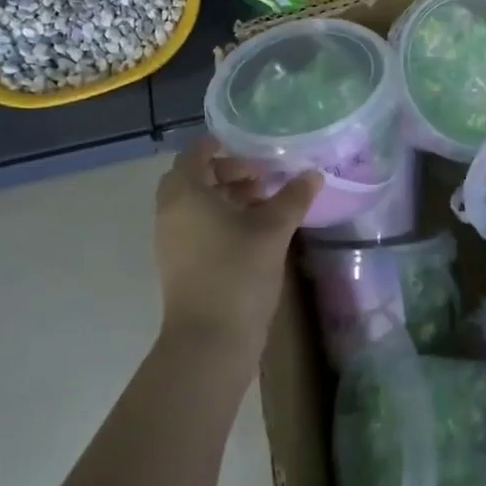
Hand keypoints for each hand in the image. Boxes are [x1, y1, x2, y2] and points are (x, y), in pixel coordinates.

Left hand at [153, 136, 320, 363]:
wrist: (209, 341)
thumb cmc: (237, 272)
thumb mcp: (273, 229)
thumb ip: (293, 197)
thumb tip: (313, 174)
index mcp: (185, 193)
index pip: (195, 153)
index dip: (222, 145)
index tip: (252, 145)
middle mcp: (172, 212)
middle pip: (196, 178)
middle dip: (229, 172)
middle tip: (263, 175)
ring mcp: (173, 240)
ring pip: (198, 204)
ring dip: (228, 196)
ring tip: (266, 201)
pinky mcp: (181, 263)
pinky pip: (198, 225)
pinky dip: (223, 218)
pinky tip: (256, 229)